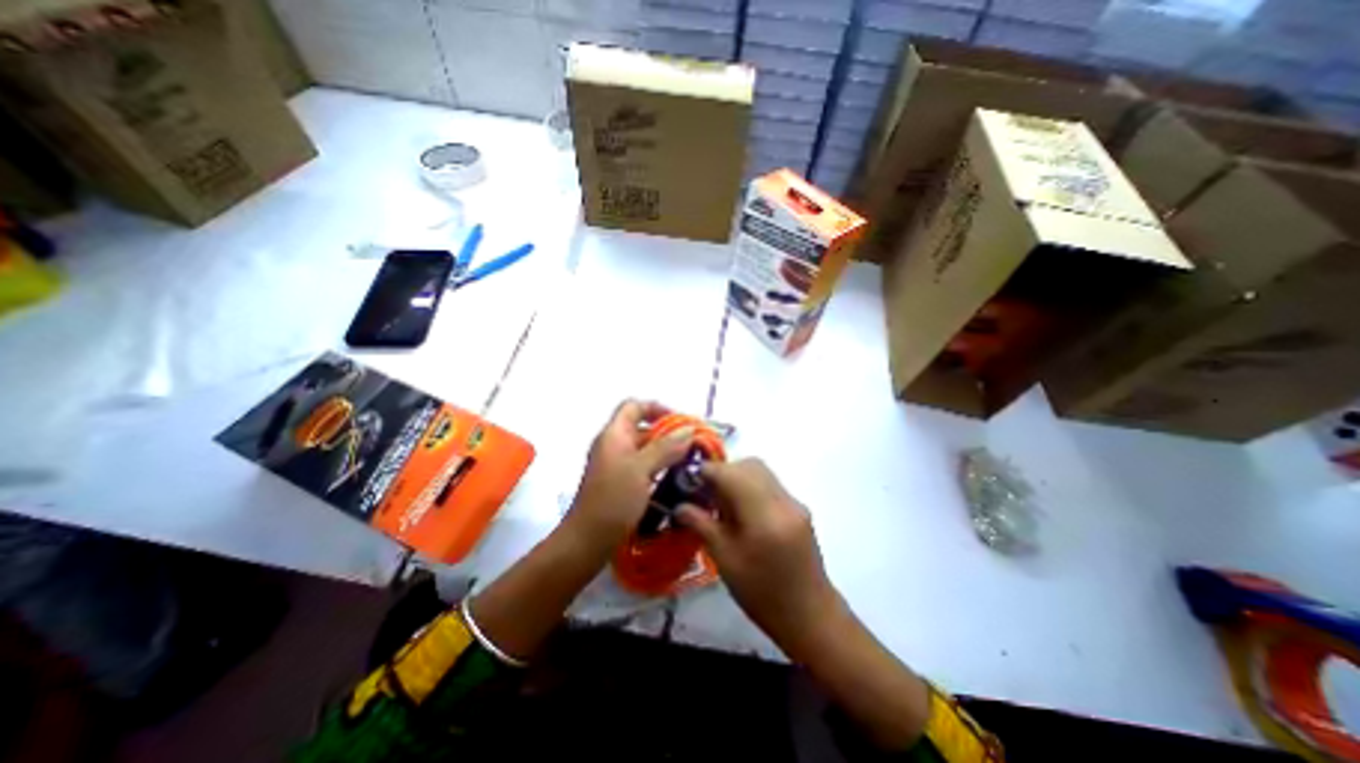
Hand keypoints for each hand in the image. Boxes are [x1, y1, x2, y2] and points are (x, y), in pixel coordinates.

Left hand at [562, 402, 693, 555]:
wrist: (587, 541)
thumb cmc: (613, 500)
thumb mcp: (641, 469)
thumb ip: (666, 447)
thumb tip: (689, 429)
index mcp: (614, 434)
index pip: (634, 406)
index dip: (657, 408)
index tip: (680, 421)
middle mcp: (614, 445)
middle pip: (642, 427)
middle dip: (668, 432)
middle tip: (694, 444)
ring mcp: (617, 465)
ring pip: (645, 449)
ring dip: (667, 452)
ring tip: (691, 462)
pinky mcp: (621, 483)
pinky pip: (643, 467)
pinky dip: (660, 468)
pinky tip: (676, 479)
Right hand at [676, 459, 839, 653]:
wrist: (810, 616)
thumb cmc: (762, 594)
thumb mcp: (726, 561)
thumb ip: (702, 525)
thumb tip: (679, 505)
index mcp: (764, 516)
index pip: (732, 474)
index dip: (707, 471)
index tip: (688, 479)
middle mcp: (783, 501)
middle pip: (750, 465)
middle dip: (723, 471)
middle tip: (704, 491)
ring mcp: (794, 503)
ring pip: (761, 472)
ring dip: (737, 477)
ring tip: (721, 502)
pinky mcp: (798, 508)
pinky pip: (770, 484)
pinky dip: (750, 486)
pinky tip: (741, 511)